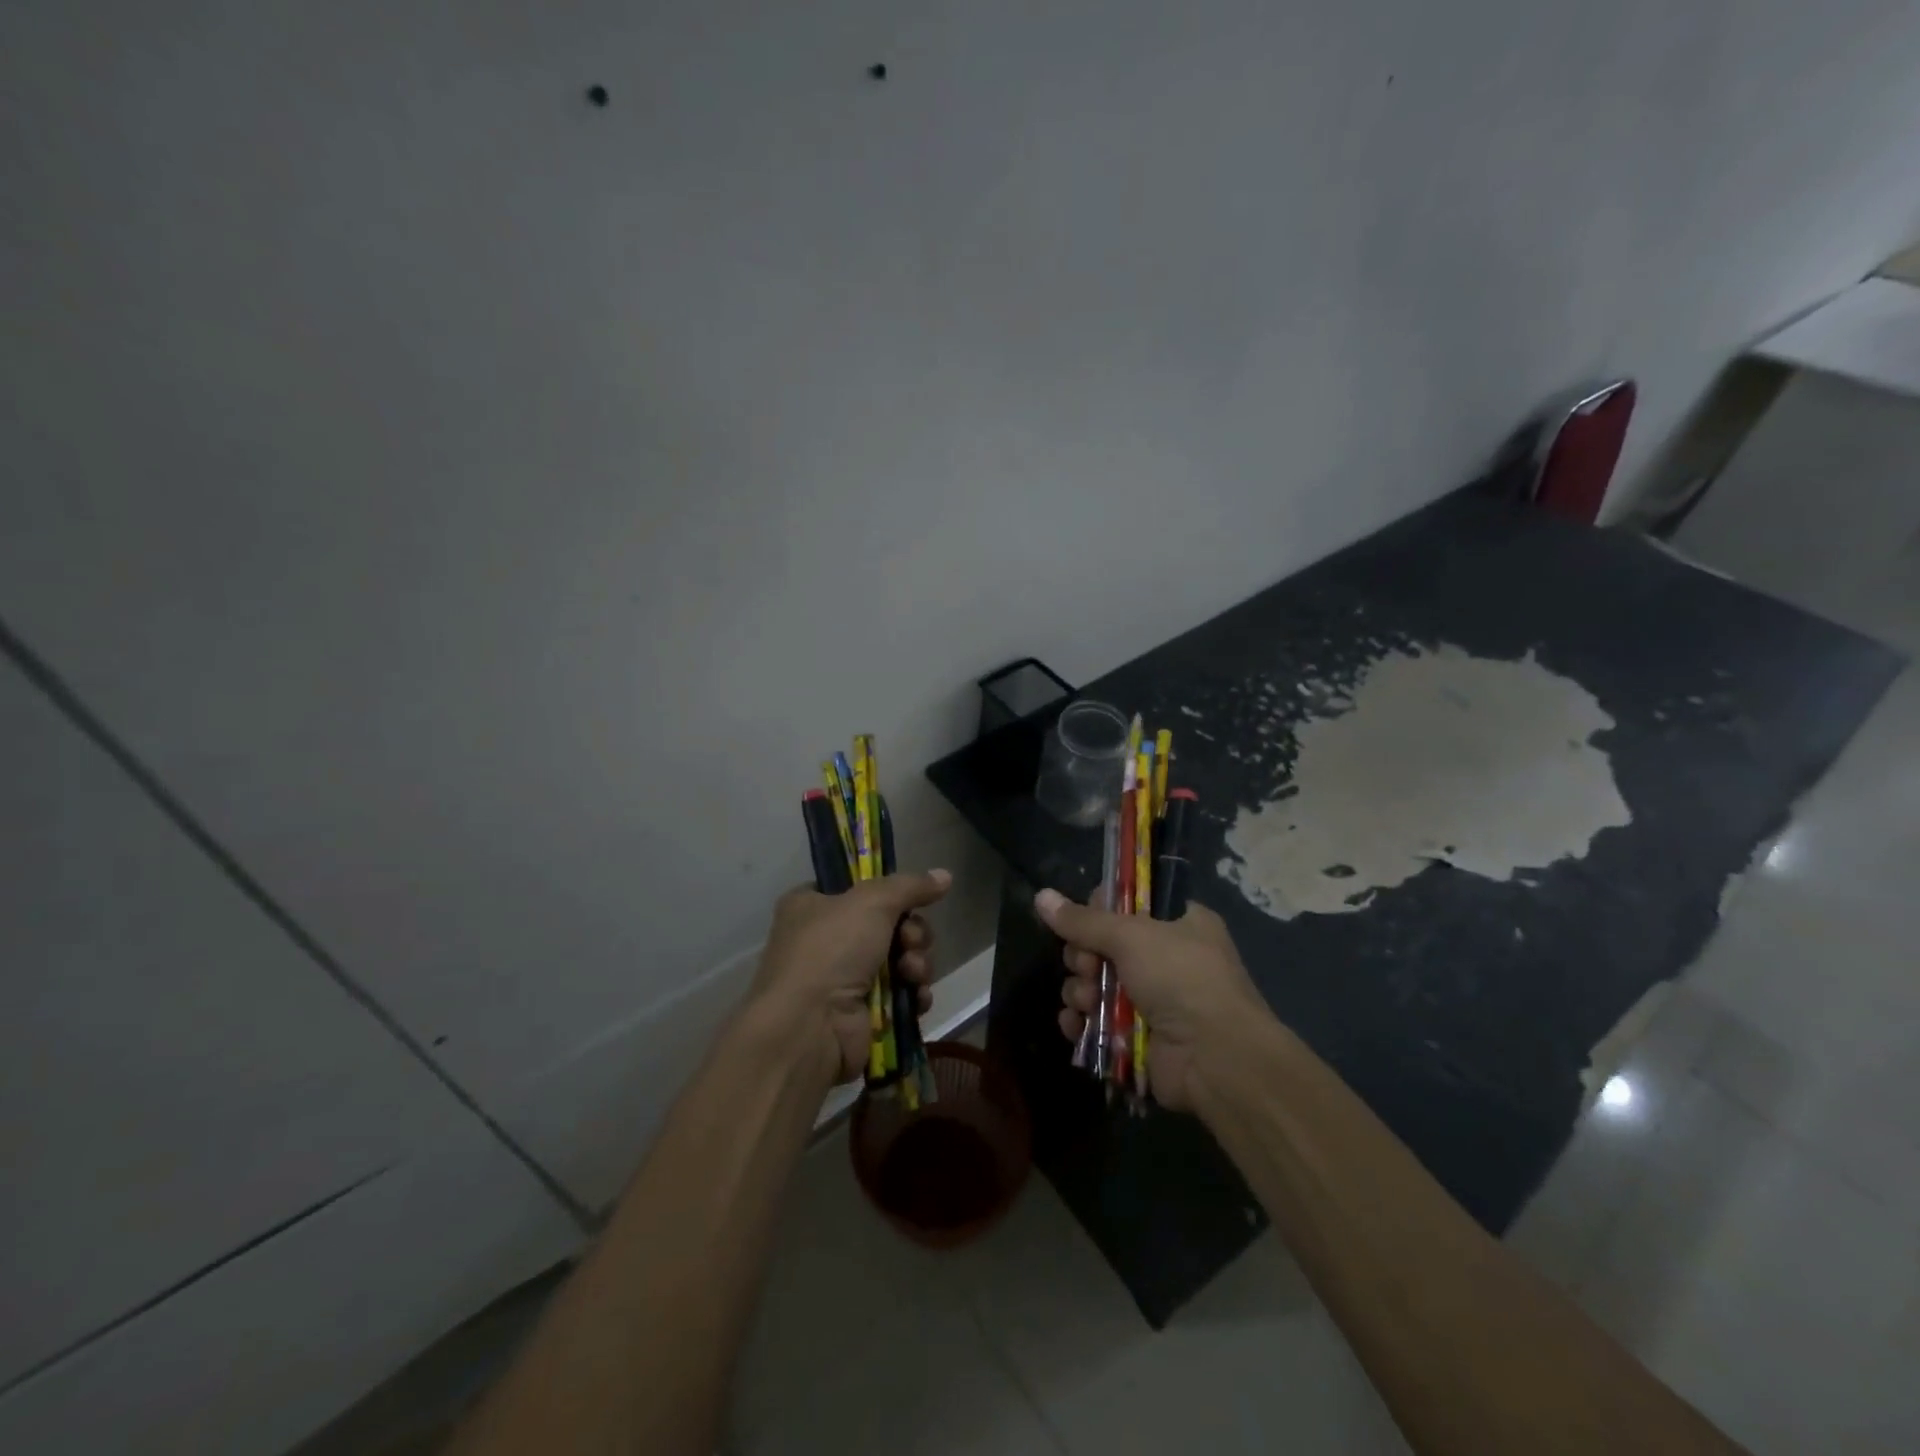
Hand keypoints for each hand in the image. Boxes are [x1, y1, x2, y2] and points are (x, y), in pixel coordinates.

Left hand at [752, 869, 951, 1082]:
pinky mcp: (863, 1013)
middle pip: (888, 924)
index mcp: (812, 905)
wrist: (811, 1027)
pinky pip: (902, 994)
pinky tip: (917, 997)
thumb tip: (945, 875)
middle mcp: (825, 940)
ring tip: (911, 972)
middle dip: (911, 932)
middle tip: (909, 940)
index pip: (856, 888)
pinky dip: (914, 993)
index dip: (886, 893)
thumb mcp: (872, 901)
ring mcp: (844, 979)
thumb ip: (910, 886)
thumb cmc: (831, 950)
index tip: (908, 898)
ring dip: (916, 963)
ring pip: (900, 959)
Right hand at [1037, 887, 1266, 1110]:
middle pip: (1102, 946)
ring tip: (1087, 1001)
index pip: (1127, 904)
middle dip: (1084, 957)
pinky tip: (1075, 1025)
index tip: (1085, 921)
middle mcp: (1165, 958)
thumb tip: (1040, 896)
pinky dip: (1081, 1022)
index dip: (1100, 911)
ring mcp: (1150, 1000)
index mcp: (1178, 923)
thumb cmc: (1180, 979)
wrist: (1215, 1059)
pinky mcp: (1136, 1036)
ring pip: (1094, 984)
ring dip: (1080, 991)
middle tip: (1088, 966)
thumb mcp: (1131, 936)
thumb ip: (1083, 920)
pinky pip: (1095, 1021)